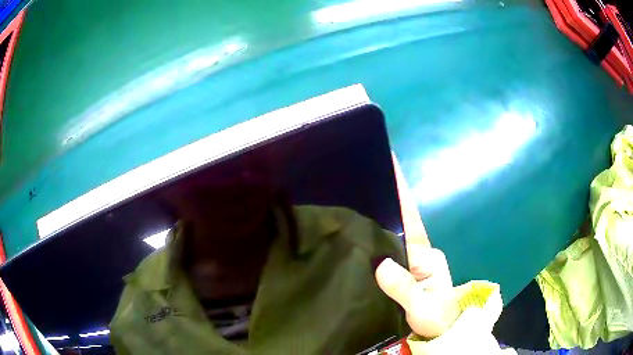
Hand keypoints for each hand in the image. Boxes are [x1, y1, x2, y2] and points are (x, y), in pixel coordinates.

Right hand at [375, 154, 459, 337]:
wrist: (442, 333)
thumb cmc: (436, 319)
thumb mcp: (421, 306)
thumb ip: (403, 287)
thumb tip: (381, 263)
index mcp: (427, 257)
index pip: (411, 223)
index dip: (402, 197)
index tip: (392, 170)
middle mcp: (420, 255)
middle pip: (401, 225)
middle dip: (386, 203)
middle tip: (362, 184)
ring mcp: (413, 264)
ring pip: (394, 238)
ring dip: (381, 221)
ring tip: (357, 204)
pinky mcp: (406, 273)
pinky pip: (390, 253)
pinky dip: (379, 242)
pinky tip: (363, 238)